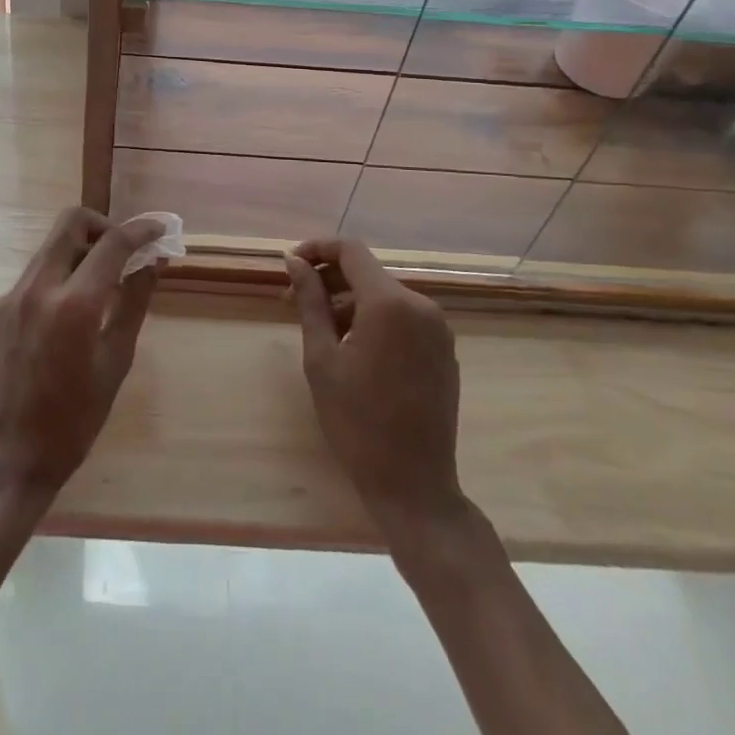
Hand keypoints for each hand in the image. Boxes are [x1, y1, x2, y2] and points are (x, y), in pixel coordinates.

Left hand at [0, 208, 165, 494]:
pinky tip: (63, 320)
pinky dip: (55, 282)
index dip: (140, 230)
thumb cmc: (73, 422)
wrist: (5, 461)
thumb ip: (133, 304)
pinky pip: (31, 279)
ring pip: (49, 249)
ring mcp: (8, 298)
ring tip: (98, 286)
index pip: (112, 244)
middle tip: (121, 251)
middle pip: (70, 223)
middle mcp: (36, 289)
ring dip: (78, 253)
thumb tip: (152, 262)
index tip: (158, 228)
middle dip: (102, 226)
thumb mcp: (115, 363)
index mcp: (74, 306)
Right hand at [284, 238, 464, 529]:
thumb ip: (310, 301)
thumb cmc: (357, 422)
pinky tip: (353, 348)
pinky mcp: (444, 349)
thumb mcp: (321, 358)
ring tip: (320, 330)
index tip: (290, 265)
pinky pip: (403, 317)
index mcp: (389, 303)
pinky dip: (374, 319)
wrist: (414, 485)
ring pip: (384, 295)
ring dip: (349, 301)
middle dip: (329, 280)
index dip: (317, 249)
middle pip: (367, 272)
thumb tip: (294, 261)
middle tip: (294, 303)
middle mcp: (420, 305)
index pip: (350, 250)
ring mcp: (437, 327)